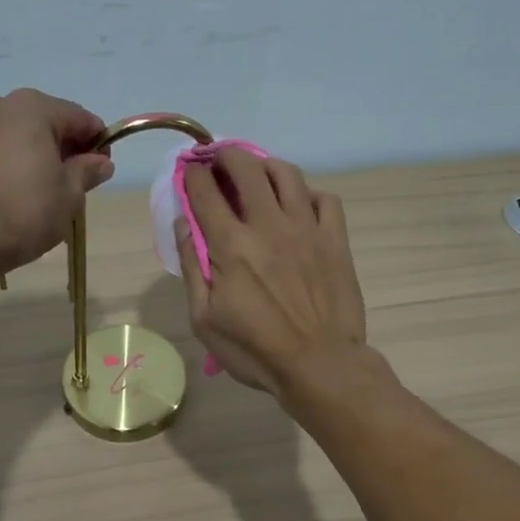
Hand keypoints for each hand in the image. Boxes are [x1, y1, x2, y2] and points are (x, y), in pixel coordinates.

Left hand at [0, 89, 113, 279]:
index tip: (103, 168)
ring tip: (39, 191)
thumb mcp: (69, 195)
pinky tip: (9, 194)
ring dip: (32, 155)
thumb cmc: (24, 212)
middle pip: (44, 122)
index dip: (97, 142)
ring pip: (15, 136)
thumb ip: (87, 171)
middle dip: (63, 147)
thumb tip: (100, 162)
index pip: (79, 118)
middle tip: (73, 182)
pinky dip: (6, 165)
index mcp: (33, 108)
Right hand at [175, 148, 366, 394]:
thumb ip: (192, 267)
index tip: (189, 171)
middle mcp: (268, 225)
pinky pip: (326, 199)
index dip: (193, 174)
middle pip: (246, 167)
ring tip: (257, 173)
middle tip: (219, 161)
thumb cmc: (254, 350)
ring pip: (287, 173)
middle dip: (226, 155)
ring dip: (265, 165)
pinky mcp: (335, 240)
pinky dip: (309, 194)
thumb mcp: (204, 319)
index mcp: (231, 245)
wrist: (319, 365)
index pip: (205, 191)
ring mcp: (306, 229)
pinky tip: (299, 205)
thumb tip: (184, 224)